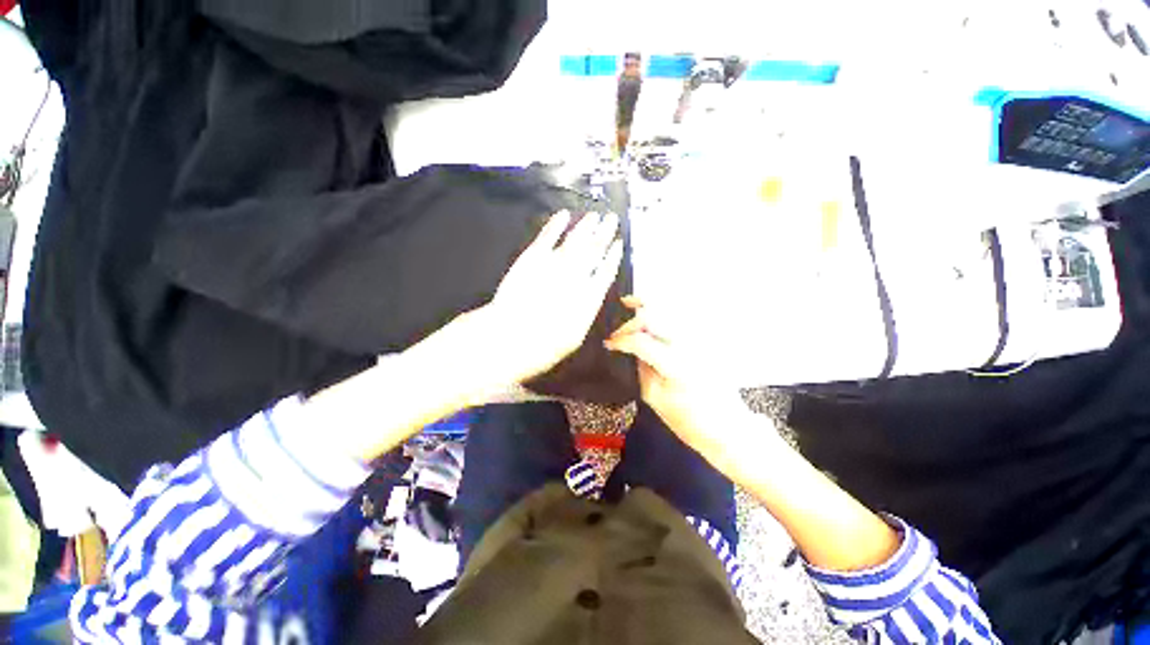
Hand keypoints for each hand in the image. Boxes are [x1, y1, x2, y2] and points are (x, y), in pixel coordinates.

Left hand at [470, 210, 622, 387]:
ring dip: (586, 226)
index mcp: (589, 296)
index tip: (618, 243)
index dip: (613, 256)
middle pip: (593, 250)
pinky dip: (555, 225)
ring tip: (595, 215)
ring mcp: (554, 264)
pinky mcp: (532, 257)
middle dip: (604, 233)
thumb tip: (590, 299)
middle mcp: (576, 276)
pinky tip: (564, 215)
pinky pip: (547, 236)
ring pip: (575, 240)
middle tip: (611, 219)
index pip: (605, 271)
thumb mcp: (574, 338)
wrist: (511, 337)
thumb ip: (584, 313)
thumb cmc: (545, 346)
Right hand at [604, 297, 749, 451]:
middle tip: (617, 332)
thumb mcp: (654, 397)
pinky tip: (651, 310)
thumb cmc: (689, 420)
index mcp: (676, 366)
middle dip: (631, 322)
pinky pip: (680, 317)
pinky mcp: (705, 339)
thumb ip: (640, 368)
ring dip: (647, 305)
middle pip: (655, 317)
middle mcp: (689, 345)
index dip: (620, 340)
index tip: (609, 344)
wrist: (727, 425)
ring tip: (629, 302)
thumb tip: (629, 350)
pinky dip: (662, 310)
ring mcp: (700, 339)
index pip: (640, 341)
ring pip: (670, 310)